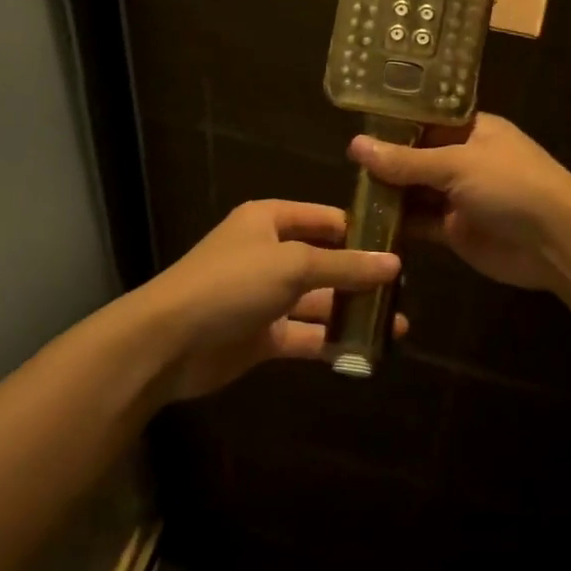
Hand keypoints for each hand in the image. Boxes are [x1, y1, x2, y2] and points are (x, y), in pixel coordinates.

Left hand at [132, 199, 403, 401]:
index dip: (362, 230)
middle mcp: (269, 254)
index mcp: (269, 221)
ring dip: (352, 312)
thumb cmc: (230, 284)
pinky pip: (304, 335)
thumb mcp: (292, 265)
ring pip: (318, 301)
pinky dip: (330, 342)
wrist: (166, 343)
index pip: (325, 219)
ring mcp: (265, 297)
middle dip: (362, 277)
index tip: (402, 245)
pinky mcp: (262, 336)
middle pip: (325, 261)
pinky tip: (365, 351)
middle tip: (404, 292)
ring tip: (396, 326)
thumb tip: (394, 264)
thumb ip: (345, 266)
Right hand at [348, 114, 570, 292]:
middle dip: (384, 163)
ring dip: (388, 195)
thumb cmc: (511, 185)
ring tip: (346, 193)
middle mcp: (463, 159)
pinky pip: (420, 223)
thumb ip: (406, 160)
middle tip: (342, 166)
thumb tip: (355, 145)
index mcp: (470, 129)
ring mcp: (459, 196)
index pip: (424, 120)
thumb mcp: (457, 164)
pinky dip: (398, 225)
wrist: (556, 242)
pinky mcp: (455, 230)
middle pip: (415, 157)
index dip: (392, 124)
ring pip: (415, 192)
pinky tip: (366, 223)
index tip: (355, 127)